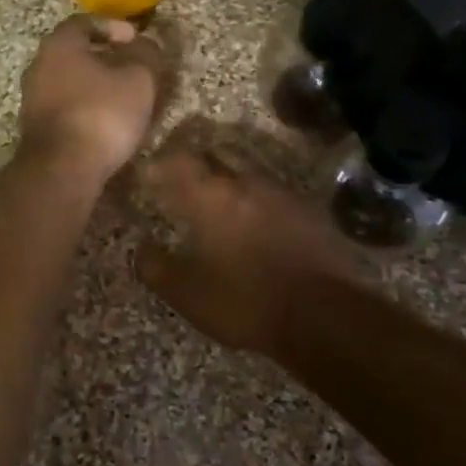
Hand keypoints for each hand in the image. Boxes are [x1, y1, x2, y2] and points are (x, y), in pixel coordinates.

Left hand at [18, 16, 164, 189]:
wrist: (62, 169)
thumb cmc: (102, 114)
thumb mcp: (139, 80)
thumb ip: (146, 55)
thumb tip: (147, 44)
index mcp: (59, 45)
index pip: (85, 22)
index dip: (113, 26)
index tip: (136, 38)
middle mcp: (38, 66)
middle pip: (74, 53)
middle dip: (104, 57)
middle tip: (132, 67)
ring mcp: (32, 99)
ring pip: (69, 82)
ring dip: (95, 85)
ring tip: (124, 97)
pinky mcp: (36, 129)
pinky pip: (66, 107)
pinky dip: (86, 108)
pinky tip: (107, 122)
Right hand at [136, 139, 364, 360]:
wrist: (325, 313)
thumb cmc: (246, 301)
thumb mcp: (189, 295)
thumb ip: (157, 268)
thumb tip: (141, 249)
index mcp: (211, 197)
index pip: (178, 162)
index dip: (160, 164)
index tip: (149, 174)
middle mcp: (246, 183)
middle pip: (217, 153)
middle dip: (198, 160)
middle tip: (183, 177)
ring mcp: (282, 193)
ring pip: (248, 170)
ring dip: (230, 175)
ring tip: (219, 197)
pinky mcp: (309, 209)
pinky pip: (273, 191)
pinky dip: (257, 197)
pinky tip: (255, 218)